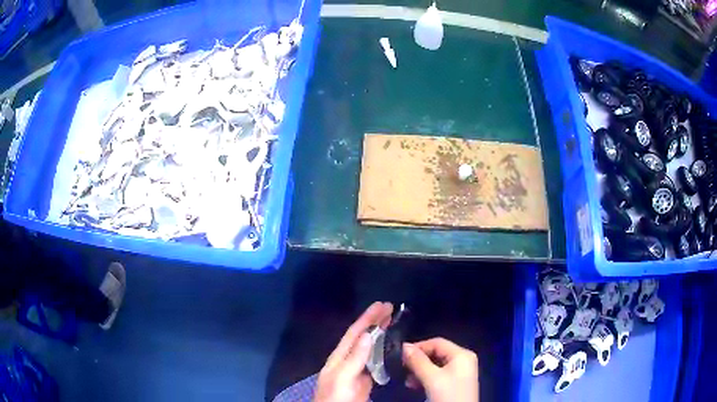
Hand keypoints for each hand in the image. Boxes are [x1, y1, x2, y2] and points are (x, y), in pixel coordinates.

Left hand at [314, 302, 393, 401]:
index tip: (382, 304)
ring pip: (370, 349)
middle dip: (375, 322)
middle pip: (363, 338)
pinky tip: (392, 350)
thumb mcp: (342, 377)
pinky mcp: (365, 382)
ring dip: (381, 335)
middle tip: (391, 308)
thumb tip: (368, 334)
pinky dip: (384, 354)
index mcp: (339, 357)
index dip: (367, 318)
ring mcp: (357, 372)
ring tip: (393, 323)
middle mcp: (348, 361)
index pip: (354, 333)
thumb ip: (354, 358)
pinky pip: (376, 364)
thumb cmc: (334, 397)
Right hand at [403, 338, 478, 401]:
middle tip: (402, 369)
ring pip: (434, 366)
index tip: (400, 356)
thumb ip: (418, 361)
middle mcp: (462, 361)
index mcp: (462, 355)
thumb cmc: (448, 395)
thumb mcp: (432, 378)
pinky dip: (425, 379)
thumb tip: (404, 346)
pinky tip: (415, 386)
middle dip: (418, 361)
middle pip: (436, 354)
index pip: (437, 342)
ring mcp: (459, 373)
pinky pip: (437, 376)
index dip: (418, 347)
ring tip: (408, 382)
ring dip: (419, 372)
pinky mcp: (454, 385)